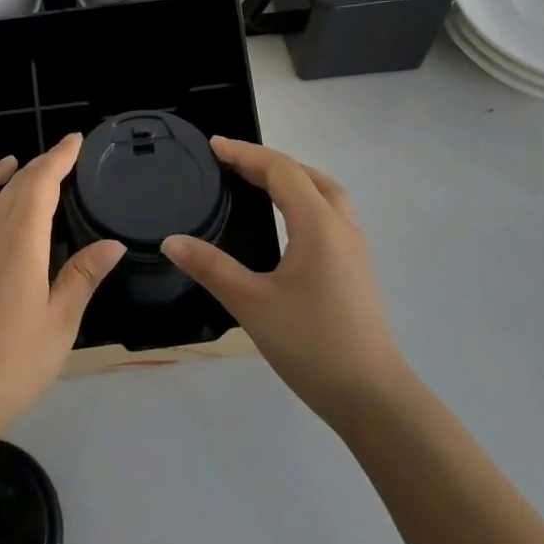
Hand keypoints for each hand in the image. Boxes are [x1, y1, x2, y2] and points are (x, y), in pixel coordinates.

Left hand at [0, 134, 124, 436]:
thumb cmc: (15, 360)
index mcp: (20, 240)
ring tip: (7, 166)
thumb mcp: (61, 321)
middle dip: (37, 165)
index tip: (75, 141)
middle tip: (59, 156)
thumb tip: (113, 244)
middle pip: (11, 187)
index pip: (41, 184)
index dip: (58, 158)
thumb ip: (83, 276)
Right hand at [162, 137, 405, 426]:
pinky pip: (330, 214)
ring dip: (293, 178)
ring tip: (259, 183)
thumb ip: (211, 268)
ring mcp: (354, 248)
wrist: (372, 398)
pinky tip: (287, 223)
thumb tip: (171, 241)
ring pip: (325, 193)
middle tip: (232, 163)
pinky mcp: (357, 268)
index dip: (245, 154)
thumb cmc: (311, 344)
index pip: (280, 170)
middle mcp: (341, 227)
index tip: (213, 146)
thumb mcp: (252, 304)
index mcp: (318, 225)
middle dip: (269, 161)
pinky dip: (305, 200)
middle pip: (307, 175)